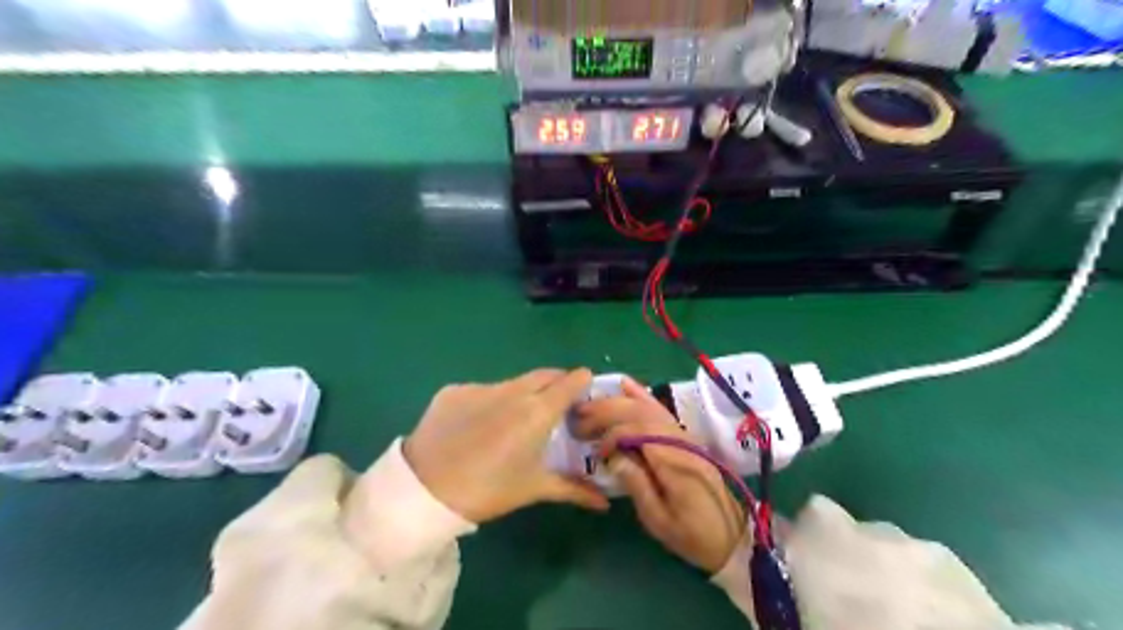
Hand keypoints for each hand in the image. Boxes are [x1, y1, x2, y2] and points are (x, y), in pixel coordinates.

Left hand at [405, 368, 609, 524]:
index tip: (584, 396)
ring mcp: (481, 386)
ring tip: (515, 421)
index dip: (582, 384)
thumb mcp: (533, 488)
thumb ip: (573, 489)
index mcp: (538, 410)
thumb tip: (604, 503)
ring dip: (523, 394)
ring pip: (513, 382)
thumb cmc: (488, 490)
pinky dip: (491, 402)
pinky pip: (483, 390)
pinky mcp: (454, 390)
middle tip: (557, 408)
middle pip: (545, 375)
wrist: (423, 488)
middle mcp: (513, 389)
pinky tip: (479, 427)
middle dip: (557, 384)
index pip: (572, 380)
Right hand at [578, 377, 743, 572]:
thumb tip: (612, 456)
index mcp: (673, 461)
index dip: (611, 435)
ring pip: (649, 407)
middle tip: (580, 414)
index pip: (636, 431)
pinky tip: (626, 385)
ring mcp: (684, 436)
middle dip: (607, 409)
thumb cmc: (690, 534)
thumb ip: (636, 484)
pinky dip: (642, 396)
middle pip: (640, 412)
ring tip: (592, 400)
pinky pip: (661, 410)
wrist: (730, 536)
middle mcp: (679, 440)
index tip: (595, 451)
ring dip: (618, 401)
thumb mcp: (659, 519)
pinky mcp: (684, 437)